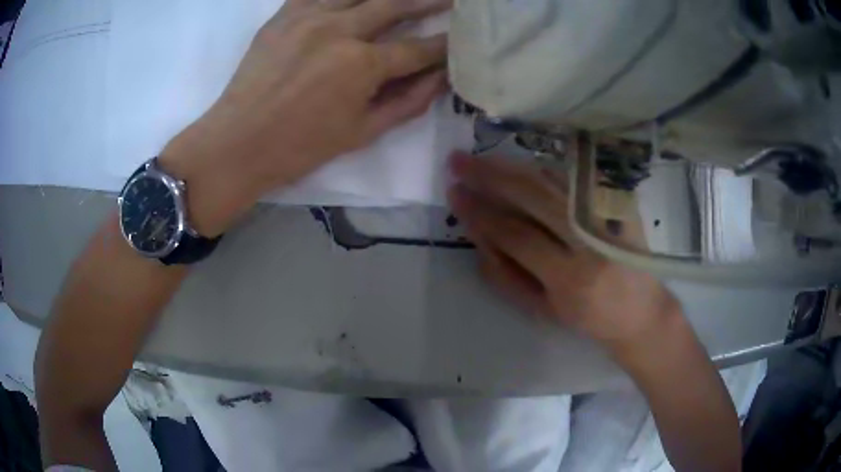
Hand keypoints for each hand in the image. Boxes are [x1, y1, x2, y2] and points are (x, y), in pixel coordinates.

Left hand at [161, 0, 451, 235]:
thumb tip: (441, 79)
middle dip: (430, 2)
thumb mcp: (362, 132)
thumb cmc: (300, 147)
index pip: (418, 49)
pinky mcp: (285, 14)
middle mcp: (341, 29)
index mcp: (363, 64)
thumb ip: (407, 102)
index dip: (445, 45)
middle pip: (396, 5)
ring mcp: (309, 16)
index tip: (461, 39)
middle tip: (451, 0)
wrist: (238, 143)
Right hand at [448, 152, 682, 352]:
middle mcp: (591, 241)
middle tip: (457, 160)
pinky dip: (541, 169)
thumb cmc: (588, 318)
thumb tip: (478, 234)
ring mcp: (608, 215)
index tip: (454, 192)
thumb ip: (506, 276)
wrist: (642, 311)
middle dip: (489, 175)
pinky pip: (573, 178)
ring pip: (553, 179)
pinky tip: (518, 165)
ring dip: (512, 165)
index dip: (480, 211)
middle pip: (533, 194)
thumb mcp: (542, 310)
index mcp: (570, 278)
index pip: (515, 233)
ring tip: (481, 159)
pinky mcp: (619, 201)